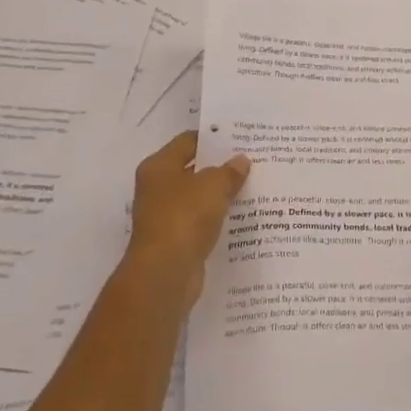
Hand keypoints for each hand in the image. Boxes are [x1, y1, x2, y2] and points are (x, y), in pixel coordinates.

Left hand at [125, 131, 250, 302]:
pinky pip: (201, 223)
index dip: (213, 137)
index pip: (188, 141)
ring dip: (220, 195)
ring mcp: (165, 216)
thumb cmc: (184, 217)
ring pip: (198, 198)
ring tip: (253, 187)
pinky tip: (242, 216)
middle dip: (220, 167)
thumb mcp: (213, 186)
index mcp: (158, 167)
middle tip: (252, 161)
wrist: (165, 273)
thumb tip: (241, 161)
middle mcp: (157, 189)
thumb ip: (229, 171)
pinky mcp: (176, 241)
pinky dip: (218, 219)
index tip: (240, 138)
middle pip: (193, 170)